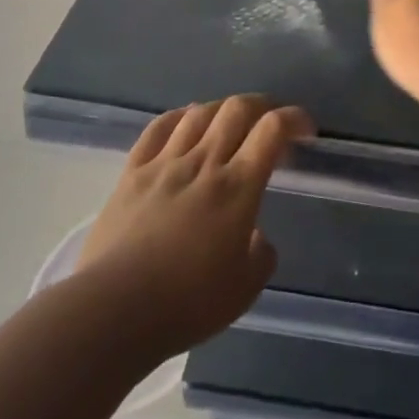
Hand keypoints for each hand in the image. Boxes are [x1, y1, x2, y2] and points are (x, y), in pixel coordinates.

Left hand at [78, 94, 313, 360]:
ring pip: (199, 113)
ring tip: (229, 122)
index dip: (295, 118)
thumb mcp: (245, 289)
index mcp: (238, 186)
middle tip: (270, 122)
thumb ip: (261, 255)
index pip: (273, 129)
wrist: (112, 312)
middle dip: (262, 106)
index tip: (306, 131)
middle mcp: (205, 163)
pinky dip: (179, 117)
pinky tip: (186, 122)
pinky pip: (158, 129)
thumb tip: (255, 237)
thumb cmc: (186, 304)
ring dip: (222, 109)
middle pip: (237, 108)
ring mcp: (165, 164)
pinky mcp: (132, 173)